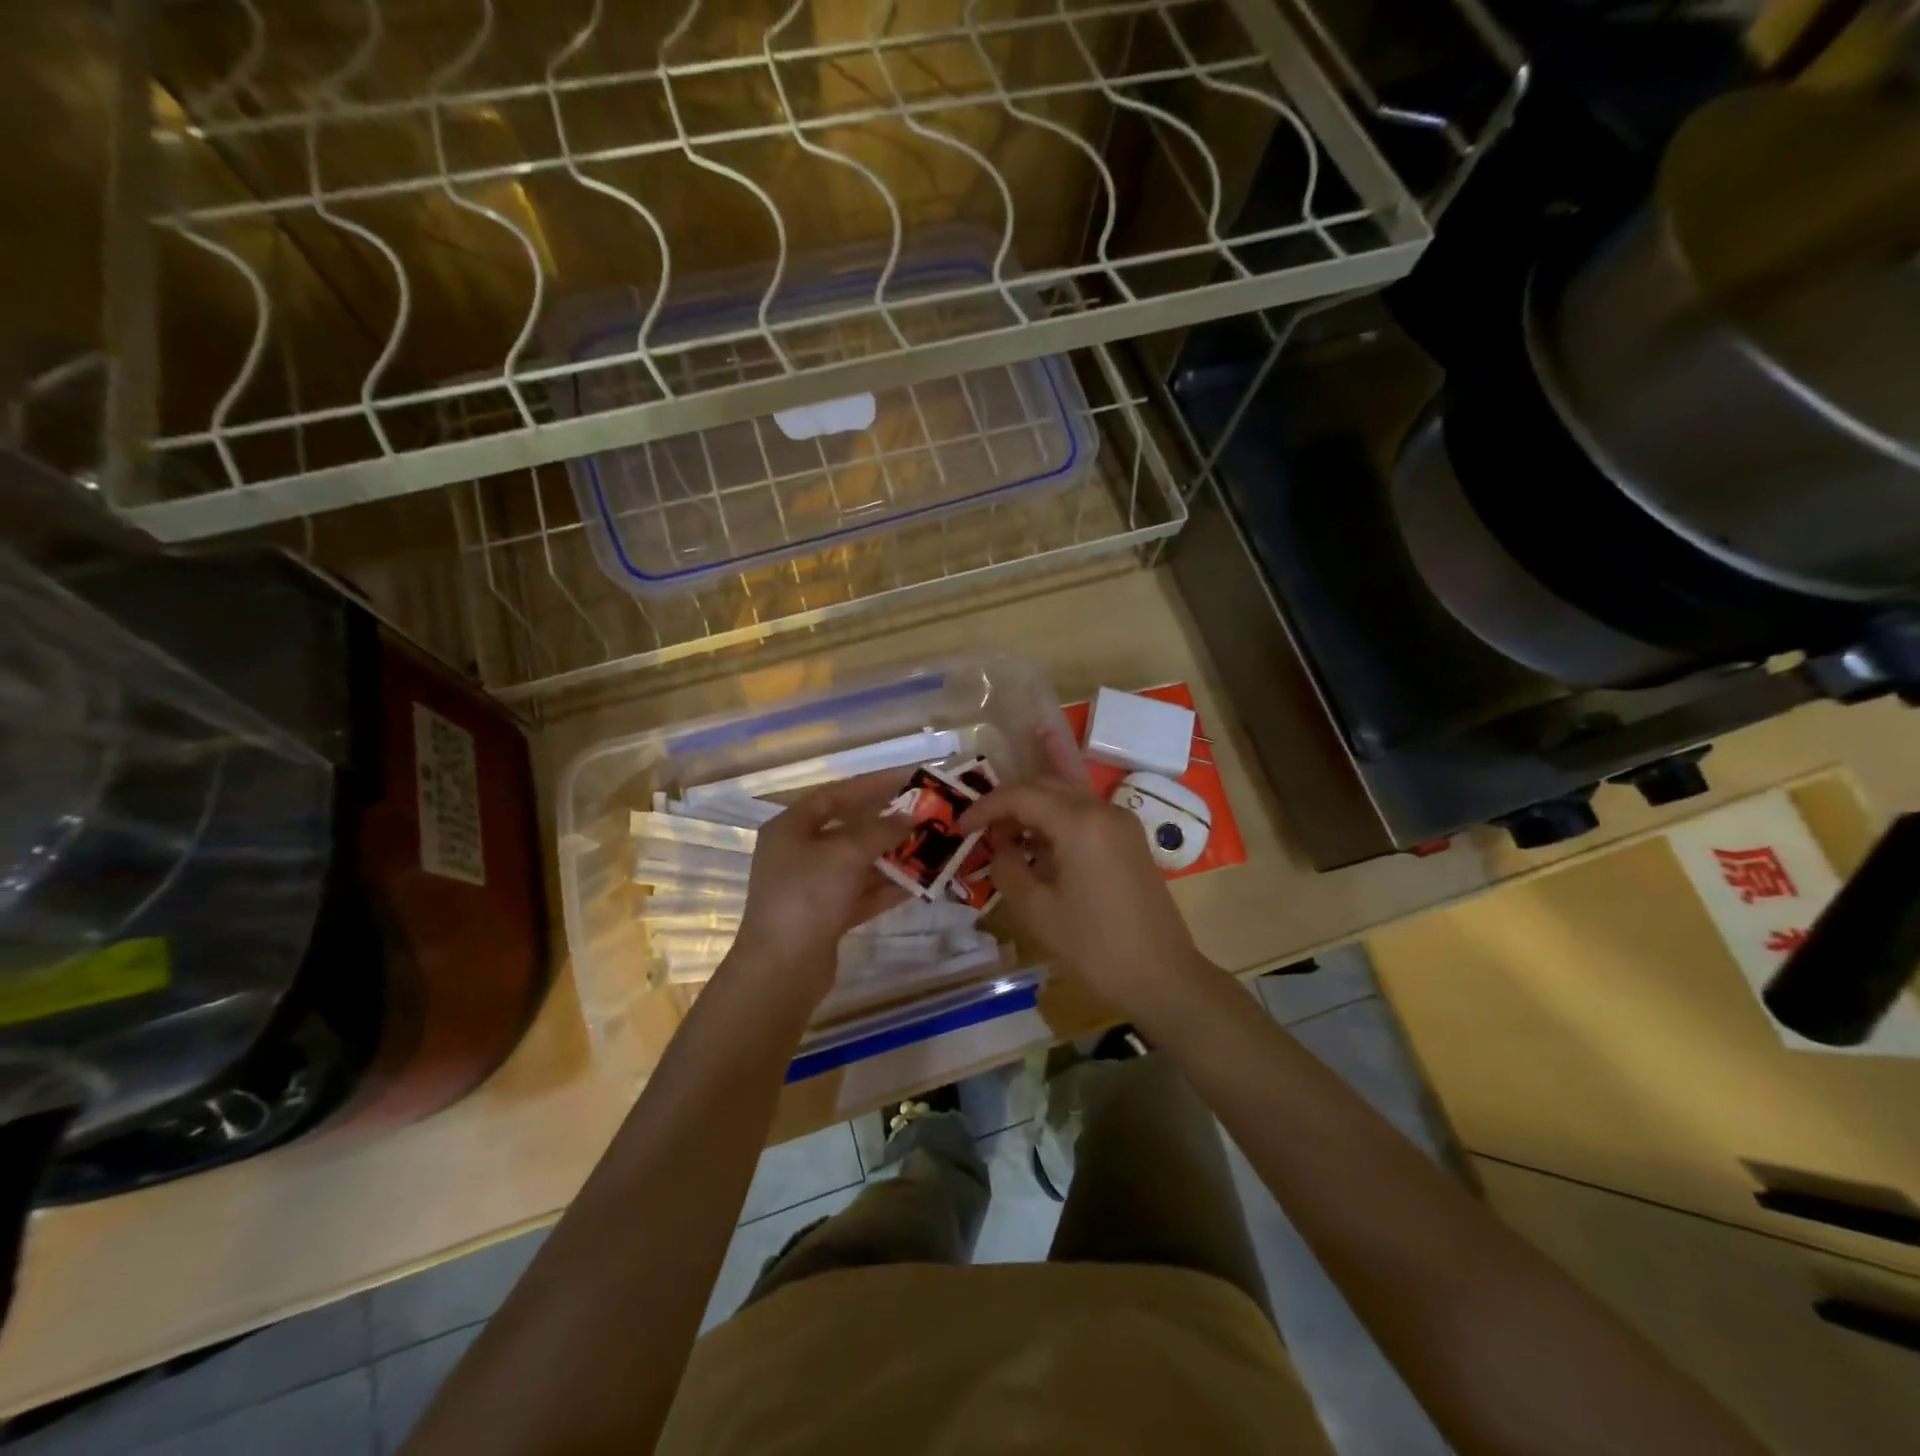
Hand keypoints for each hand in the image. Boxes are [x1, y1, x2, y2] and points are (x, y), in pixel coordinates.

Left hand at [721, 773, 912, 1007]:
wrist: (782, 969)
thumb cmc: (807, 896)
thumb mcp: (846, 853)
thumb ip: (881, 830)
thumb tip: (911, 817)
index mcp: (790, 827)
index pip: (835, 794)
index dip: (873, 784)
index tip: (910, 778)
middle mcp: (798, 853)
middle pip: (849, 829)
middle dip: (888, 823)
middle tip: (926, 814)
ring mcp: (811, 887)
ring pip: (859, 863)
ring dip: (893, 856)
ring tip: (932, 846)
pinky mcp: (826, 917)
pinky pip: (862, 893)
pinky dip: (888, 887)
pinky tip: (921, 882)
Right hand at [957, 772, 1213, 1020]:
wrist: (1162, 976)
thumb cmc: (1094, 946)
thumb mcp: (1036, 910)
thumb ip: (1007, 867)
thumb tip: (1000, 845)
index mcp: (1079, 822)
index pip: (1020, 795)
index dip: (985, 807)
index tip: (960, 827)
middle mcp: (1102, 809)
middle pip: (1045, 786)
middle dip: (1008, 803)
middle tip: (981, 831)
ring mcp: (1121, 822)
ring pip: (1066, 796)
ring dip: (1032, 809)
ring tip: (1005, 837)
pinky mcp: (1129, 839)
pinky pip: (1084, 814)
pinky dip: (1056, 820)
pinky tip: (1038, 844)